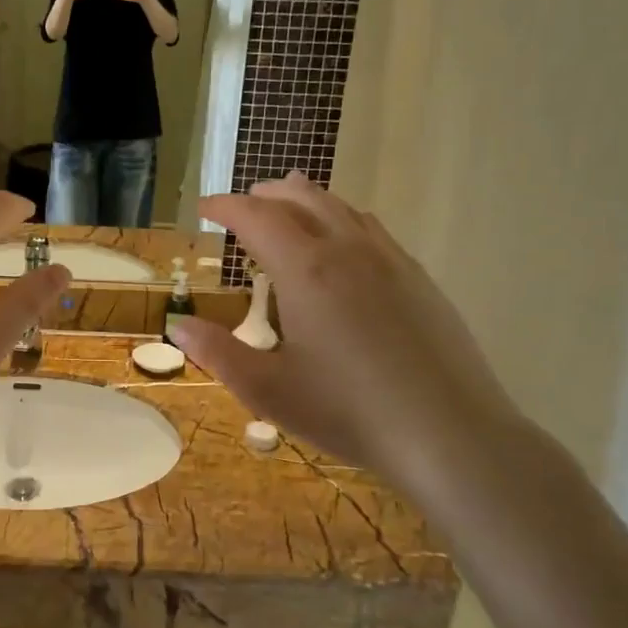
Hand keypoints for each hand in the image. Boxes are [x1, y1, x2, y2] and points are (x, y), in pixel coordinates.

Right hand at [166, 173, 531, 498]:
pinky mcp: (418, 278)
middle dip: (265, 194)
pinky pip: (371, 228)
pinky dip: (342, 218)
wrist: (450, 433)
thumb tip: (177, 326)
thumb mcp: (268, 390)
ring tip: (288, 205)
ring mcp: (389, 260)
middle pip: (301, 199)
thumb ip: (218, 353)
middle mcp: (347, 250)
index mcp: (305, 270)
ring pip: (340, 208)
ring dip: (306, 199)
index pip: (256, 217)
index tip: (204, 208)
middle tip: (243, 202)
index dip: (225, 206)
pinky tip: (344, 242)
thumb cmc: (348, 411)